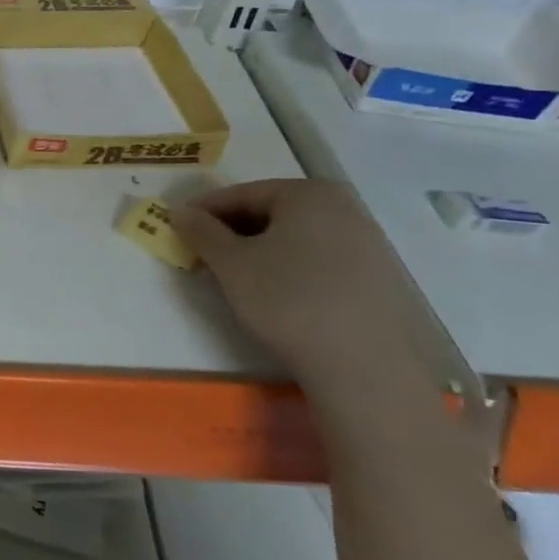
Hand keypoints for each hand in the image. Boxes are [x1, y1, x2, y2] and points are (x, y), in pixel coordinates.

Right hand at [169, 179, 435, 390]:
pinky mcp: (379, 279)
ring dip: (260, 251)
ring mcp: (368, 244)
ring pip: (296, 238)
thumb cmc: (288, 300)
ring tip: (234, 277)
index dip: (205, 211)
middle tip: (202, 255)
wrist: (367, 366)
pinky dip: (290, 269)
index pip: (243, 193)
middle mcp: (344, 208)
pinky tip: (275, 295)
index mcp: (308, 194)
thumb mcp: (231, 264)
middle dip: (233, 232)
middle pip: (272, 213)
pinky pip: (320, 261)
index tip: (179, 228)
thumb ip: (201, 231)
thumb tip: (182, 212)